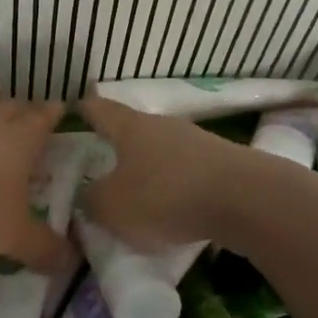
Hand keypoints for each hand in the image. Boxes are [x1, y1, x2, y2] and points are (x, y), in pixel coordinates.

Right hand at [77, 95, 269, 247]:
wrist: (246, 199)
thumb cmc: (166, 194)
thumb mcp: (113, 207)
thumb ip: (91, 202)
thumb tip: (85, 197)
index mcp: (130, 127)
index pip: (98, 109)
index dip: (83, 110)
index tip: (72, 112)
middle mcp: (161, 125)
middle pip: (131, 129)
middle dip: (115, 146)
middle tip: (98, 165)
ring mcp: (195, 141)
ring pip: (160, 151)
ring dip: (147, 168)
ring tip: (135, 194)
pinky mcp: (220, 163)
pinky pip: (185, 171)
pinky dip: (173, 186)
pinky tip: (172, 209)